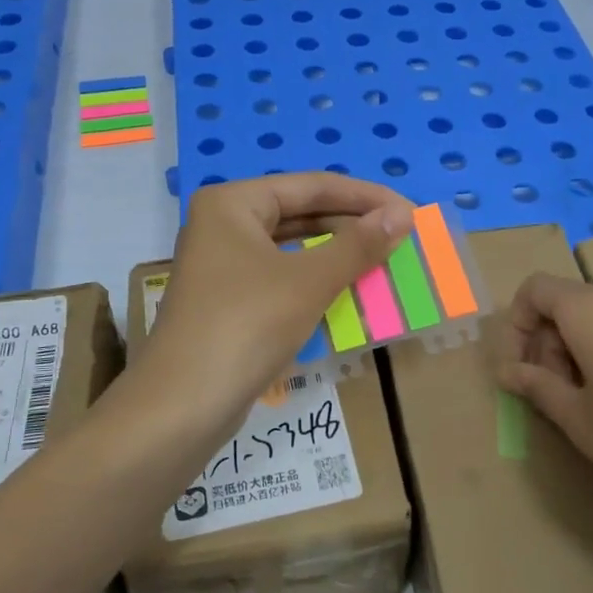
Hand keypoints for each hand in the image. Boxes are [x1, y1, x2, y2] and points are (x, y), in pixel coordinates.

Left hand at [131, 173, 412, 446]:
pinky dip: (316, 280)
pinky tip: (347, 290)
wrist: (182, 406)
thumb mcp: (309, 281)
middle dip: (352, 224)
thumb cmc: (246, 325)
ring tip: (381, 258)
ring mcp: (223, 265)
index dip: (365, 197)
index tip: (410, 211)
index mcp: (233, 203)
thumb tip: (402, 215)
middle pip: (300, 212)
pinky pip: (282, 277)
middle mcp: (223, 224)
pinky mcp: (228, 301)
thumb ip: (358, 245)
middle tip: (400, 236)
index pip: (312, 186)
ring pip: (292, 247)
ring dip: (337, 253)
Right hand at [495, 274, 592, 574]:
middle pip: (569, 301)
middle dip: (547, 340)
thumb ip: (537, 386)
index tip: (520, 371)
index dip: (517, 325)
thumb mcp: (579, 420)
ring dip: (579, 347)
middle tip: (551, 393)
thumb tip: (508, 371)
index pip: (536, 290)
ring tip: (589, 401)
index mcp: (591, 309)